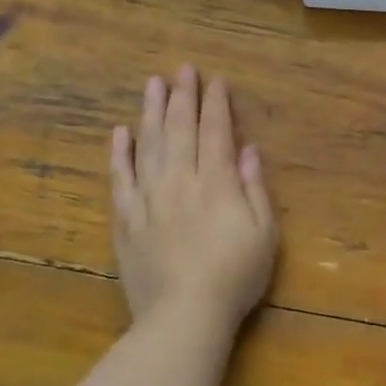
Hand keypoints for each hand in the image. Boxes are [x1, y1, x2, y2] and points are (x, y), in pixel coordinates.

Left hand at [110, 66, 276, 331]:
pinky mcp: (126, 219)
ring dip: (151, 111)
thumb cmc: (234, 277)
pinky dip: (120, 153)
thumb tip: (250, 150)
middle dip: (183, 96)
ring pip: (148, 144)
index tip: (216, 80)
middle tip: (182, 69)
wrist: (183, 316)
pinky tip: (120, 132)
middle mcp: (181, 181)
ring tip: (152, 84)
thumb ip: (256, 189)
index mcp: (217, 183)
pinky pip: (120, 178)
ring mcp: (149, 198)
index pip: (216, 132)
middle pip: (180, 129)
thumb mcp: (265, 234)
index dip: (217, 104)